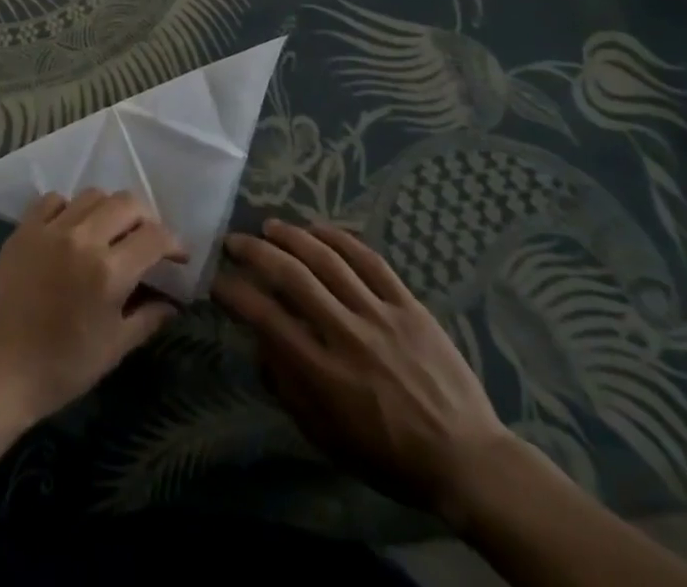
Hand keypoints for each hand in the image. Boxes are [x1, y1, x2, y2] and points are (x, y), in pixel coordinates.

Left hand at [0, 189, 185, 425]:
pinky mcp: (24, 229)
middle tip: (147, 239)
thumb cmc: (61, 368)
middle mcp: (83, 239)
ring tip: (110, 231)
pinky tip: (71, 229)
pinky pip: (53, 200)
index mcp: (109, 271)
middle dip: (146, 218)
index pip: (154, 237)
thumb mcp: (113, 349)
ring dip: (110, 209)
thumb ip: (147, 318)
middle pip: (127, 203)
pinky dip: (69, 208)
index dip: (173, 243)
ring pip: (92, 195)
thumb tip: (173, 302)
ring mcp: (50, 229)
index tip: (178, 256)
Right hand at [213, 218, 512, 524]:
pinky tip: (318, 228)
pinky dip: (340, 239)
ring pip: (328, 260)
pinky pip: (370, 261)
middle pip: (293, 277)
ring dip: (293, 237)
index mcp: (325, 374)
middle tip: (235, 241)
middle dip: (256, 252)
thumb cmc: (390, 457)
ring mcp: (381, 315)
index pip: (267, 318)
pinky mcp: (409, 305)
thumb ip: (288, 390)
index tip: (218, 280)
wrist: (467, 460)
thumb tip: (260, 346)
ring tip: (270, 226)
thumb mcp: (328, 438)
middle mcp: (348, 335)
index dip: (236, 294)